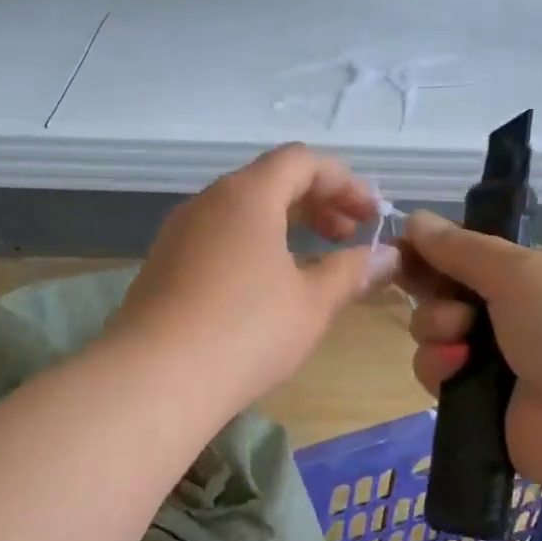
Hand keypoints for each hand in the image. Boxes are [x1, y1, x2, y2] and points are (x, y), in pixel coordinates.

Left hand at [109, 145, 400, 410]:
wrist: (155, 380)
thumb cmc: (246, 332)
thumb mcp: (312, 303)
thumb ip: (352, 271)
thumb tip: (386, 256)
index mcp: (247, 195)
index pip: (302, 161)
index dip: (345, 182)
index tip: (372, 217)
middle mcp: (207, 201)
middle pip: (269, 181)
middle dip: (316, 201)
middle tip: (346, 236)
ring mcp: (177, 233)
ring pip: (239, 211)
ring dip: (282, 225)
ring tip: (310, 263)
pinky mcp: (161, 266)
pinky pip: (216, 238)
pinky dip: (250, 246)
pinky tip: (262, 288)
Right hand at [397, 210, 541, 490]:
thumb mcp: (521, 272)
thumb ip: (461, 247)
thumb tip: (413, 217)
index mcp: (535, 274)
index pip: (470, 253)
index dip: (434, 250)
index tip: (400, 250)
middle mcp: (515, 313)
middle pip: (446, 292)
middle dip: (436, 295)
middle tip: (449, 304)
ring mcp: (498, 359)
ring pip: (435, 334)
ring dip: (436, 332)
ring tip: (459, 343)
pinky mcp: (479, 400)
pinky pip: (438, 373)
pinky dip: (439, 368)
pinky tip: (456, 372)